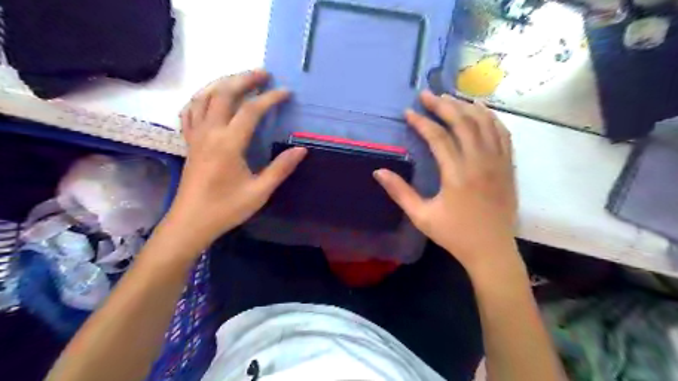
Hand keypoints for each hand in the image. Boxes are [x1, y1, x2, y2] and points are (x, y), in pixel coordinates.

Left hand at [166, 70, 306, 248]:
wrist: (191, 222)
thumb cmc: (226, 209)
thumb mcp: (259, 192)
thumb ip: (280, 168)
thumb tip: (301, 150)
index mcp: (228, 144)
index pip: (251, 110)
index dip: (270, 98)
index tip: (286, 93)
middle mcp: (210, 133)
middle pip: (223, 93)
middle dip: (244, 79)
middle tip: (263, 74)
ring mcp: (196, 136)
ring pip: (203, 98)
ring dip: (222, 83)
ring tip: (239, 80)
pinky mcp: (189, 143)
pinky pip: (190, 112)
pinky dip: (200, 99)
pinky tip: (210, 99)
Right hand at [376, 91, 519, 274]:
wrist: (491, 250)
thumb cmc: (454, 234)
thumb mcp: (422, 216)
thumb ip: (400, 192)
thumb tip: (378, 172)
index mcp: (457, 175)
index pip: (438, 138)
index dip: (421, 122)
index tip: (408, 112)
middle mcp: (479, 162)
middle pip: (462, 122)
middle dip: (443, 105)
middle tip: (427, 94)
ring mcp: (498, 162)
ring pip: (484, 123)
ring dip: (466, 107)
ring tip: (450, 97)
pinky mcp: (508, 166)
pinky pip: (503, 133)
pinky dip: (491, 118)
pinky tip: (480, 111)